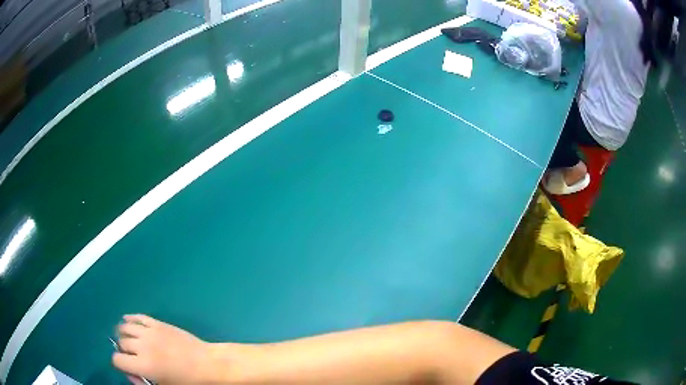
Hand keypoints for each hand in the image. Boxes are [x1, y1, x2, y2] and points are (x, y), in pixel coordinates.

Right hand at [112, 314, 213, 383]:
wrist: (207, 364)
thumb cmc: (187, 381)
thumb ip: (142, 382)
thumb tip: (129, 373)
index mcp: (144, 366)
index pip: (117, 360)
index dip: (120, 364)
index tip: (127, 366)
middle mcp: (142, 346)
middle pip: (121, 343)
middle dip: (124, 350)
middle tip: (133, 356)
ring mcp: (150, 332)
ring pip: (125, 327)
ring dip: (124, 334)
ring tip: (130, 340)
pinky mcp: (158, 323)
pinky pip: (138, 316)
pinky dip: (130, 318)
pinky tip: (128, 321)